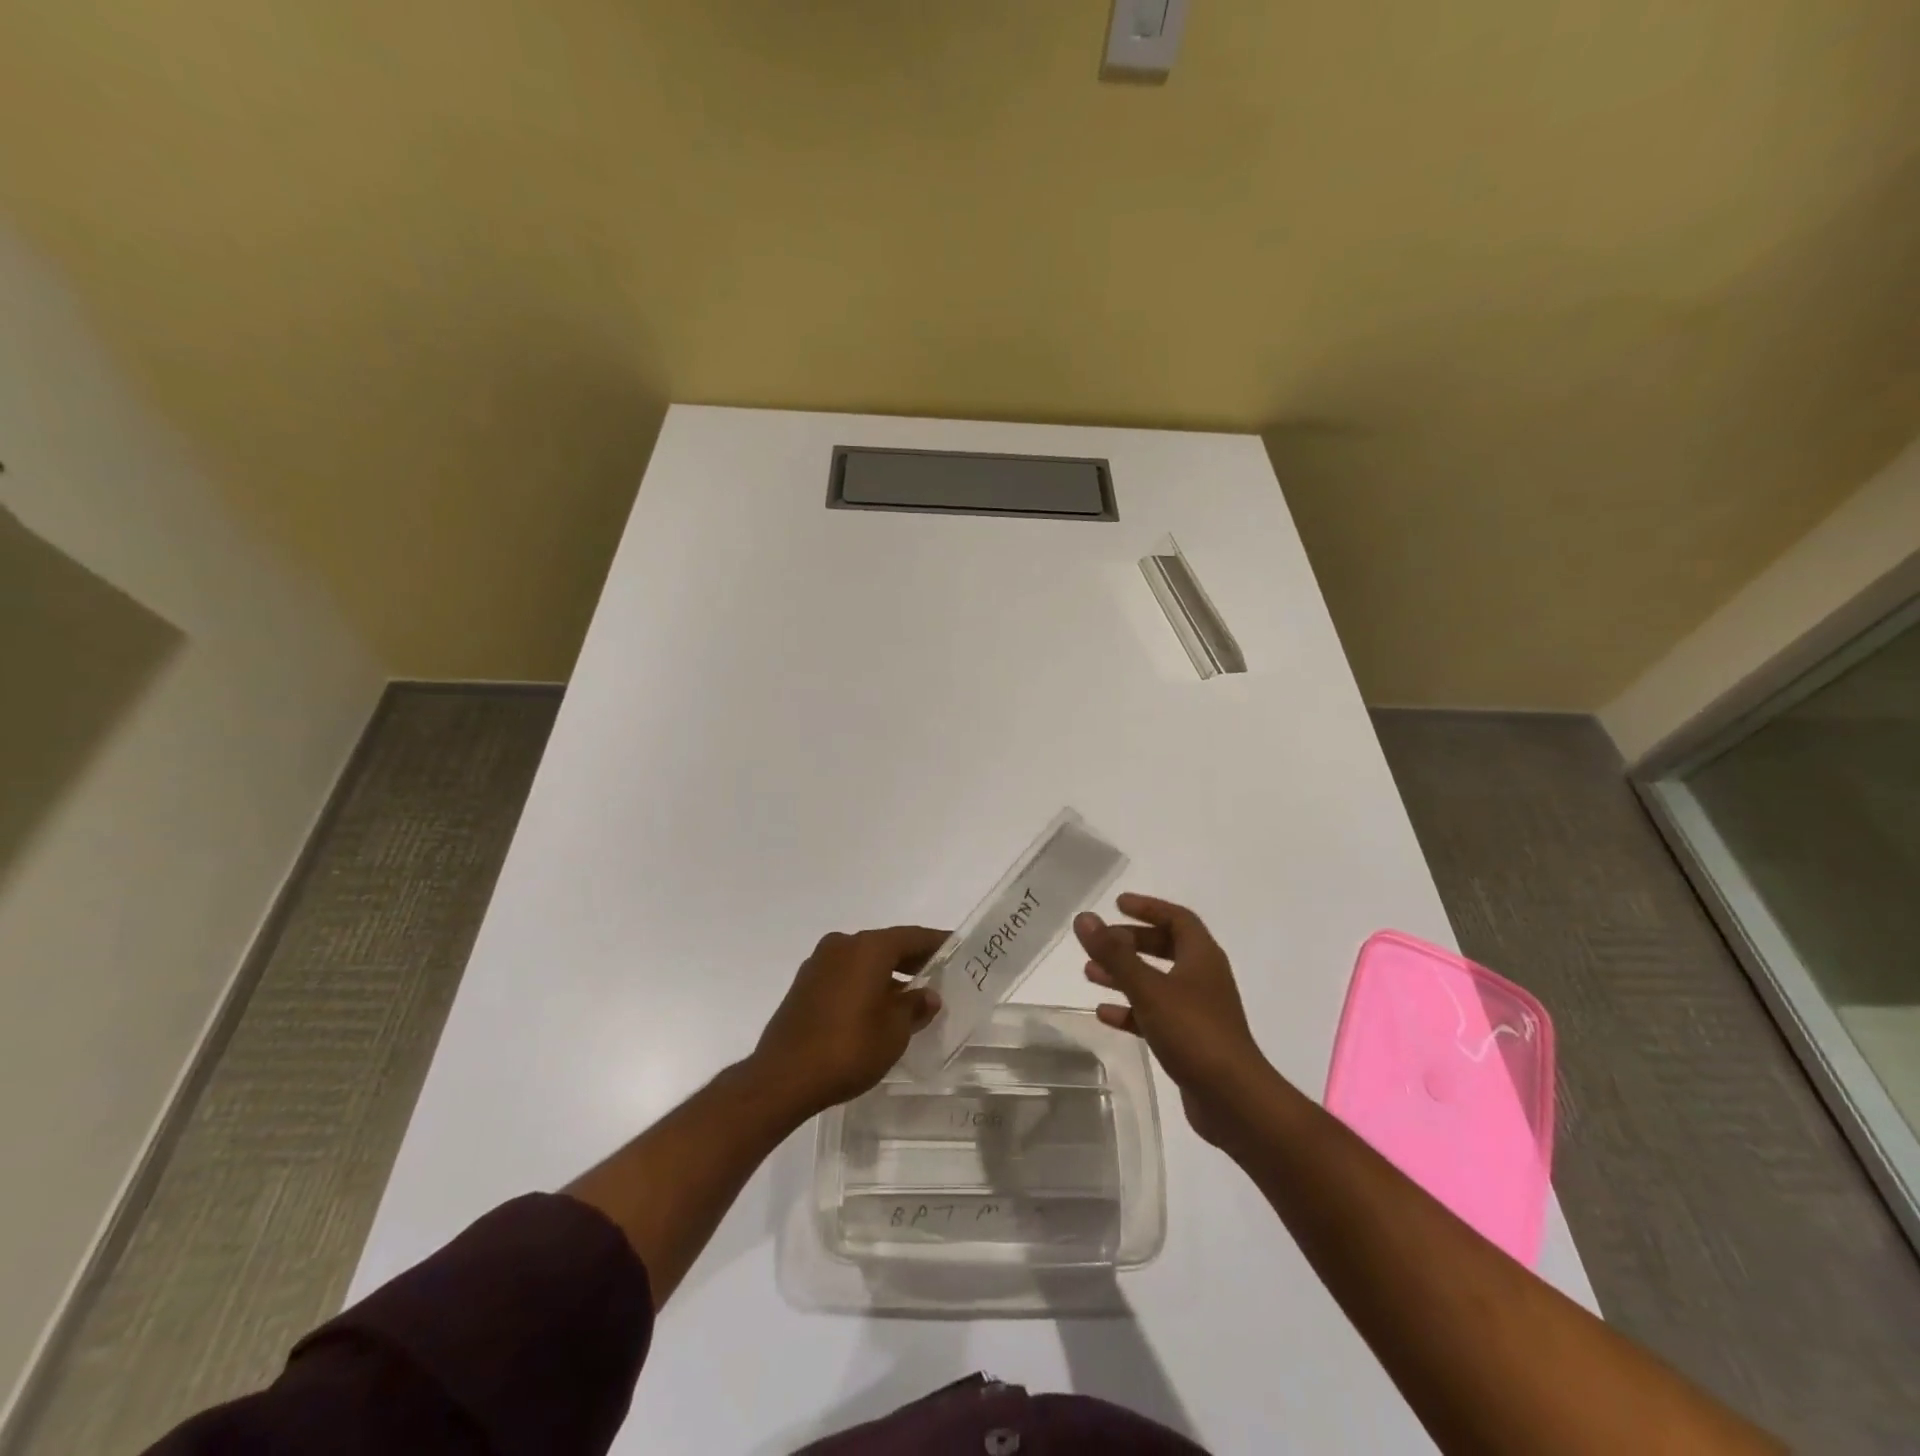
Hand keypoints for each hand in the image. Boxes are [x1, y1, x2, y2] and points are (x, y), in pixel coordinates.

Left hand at [751, 926, 946, 1117]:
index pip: (912, 936)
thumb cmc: (848, 1048)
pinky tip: (876, 1007)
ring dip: (887, 972)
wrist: (783, 1078)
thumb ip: (915, 1007)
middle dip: (912, 958)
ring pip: (863, 959)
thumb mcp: (894, 1032)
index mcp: (868, 948)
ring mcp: (818, 964)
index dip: (937, 942)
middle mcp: (842, 945)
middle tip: (938, 972)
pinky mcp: (804, 985)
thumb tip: (928, 995)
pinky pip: (844, 974)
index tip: (957, 948)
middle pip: (886, 945)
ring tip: (910, 995)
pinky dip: (864, 982)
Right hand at [1075, 894, 1271, 1145]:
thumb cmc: (1193, 1032)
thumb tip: (1084, 918)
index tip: (1117, 904)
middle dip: (1131, 942)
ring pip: (1157, 981)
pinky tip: (1104, 1014)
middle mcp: (1203, 978)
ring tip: (1089, 973)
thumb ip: (1114, 954)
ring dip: (1125, 975)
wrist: (1234, 1100)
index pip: (1177, 918)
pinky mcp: (1190, 1040)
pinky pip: (1155, 1014)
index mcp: (1202, 956)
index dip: (1148, 907)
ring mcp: (1198, 1010)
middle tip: (1100, 942)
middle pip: (1166, 947)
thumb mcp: (1148, 988)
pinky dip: (1130, 1010)